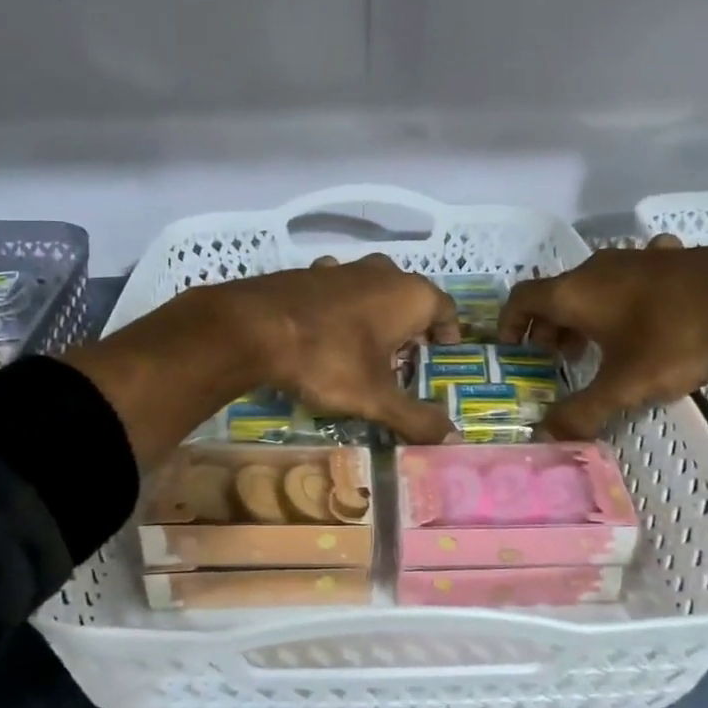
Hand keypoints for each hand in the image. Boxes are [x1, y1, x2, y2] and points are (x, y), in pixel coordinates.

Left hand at [229, 254, 461, 443]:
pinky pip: (339, 291)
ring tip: (366, 350)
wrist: (254, 327)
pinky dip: (342, 309)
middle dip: (411, 327)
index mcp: (410, 295)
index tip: (441, 354)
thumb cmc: (328, 359)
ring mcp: (344, 268)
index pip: (446, 309)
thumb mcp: (375, 398)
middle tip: (404, 361)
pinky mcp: (310, 272)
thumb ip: (415, 418)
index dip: (448, 333)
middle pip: (410, 298)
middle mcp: (383, 272)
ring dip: (376, 316)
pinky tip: (326, 332)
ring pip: (374, 291)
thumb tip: (452, 440)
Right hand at [498, 236, 707, 439]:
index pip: (522, 298)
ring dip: (584, 314)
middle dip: (548, 327)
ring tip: (595, 344)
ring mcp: (636, 258)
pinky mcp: (670, 258)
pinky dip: (624, 296)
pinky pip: (632, 276)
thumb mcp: (626, 385)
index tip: (511, 349)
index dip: (509, 323)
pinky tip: (645, 311)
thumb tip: (546, 436)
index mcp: (575, 293)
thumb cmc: (676, 337)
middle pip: (556, 293)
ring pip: (593, 285)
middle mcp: (597, 268)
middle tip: (556, 359)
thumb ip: (583, 412)